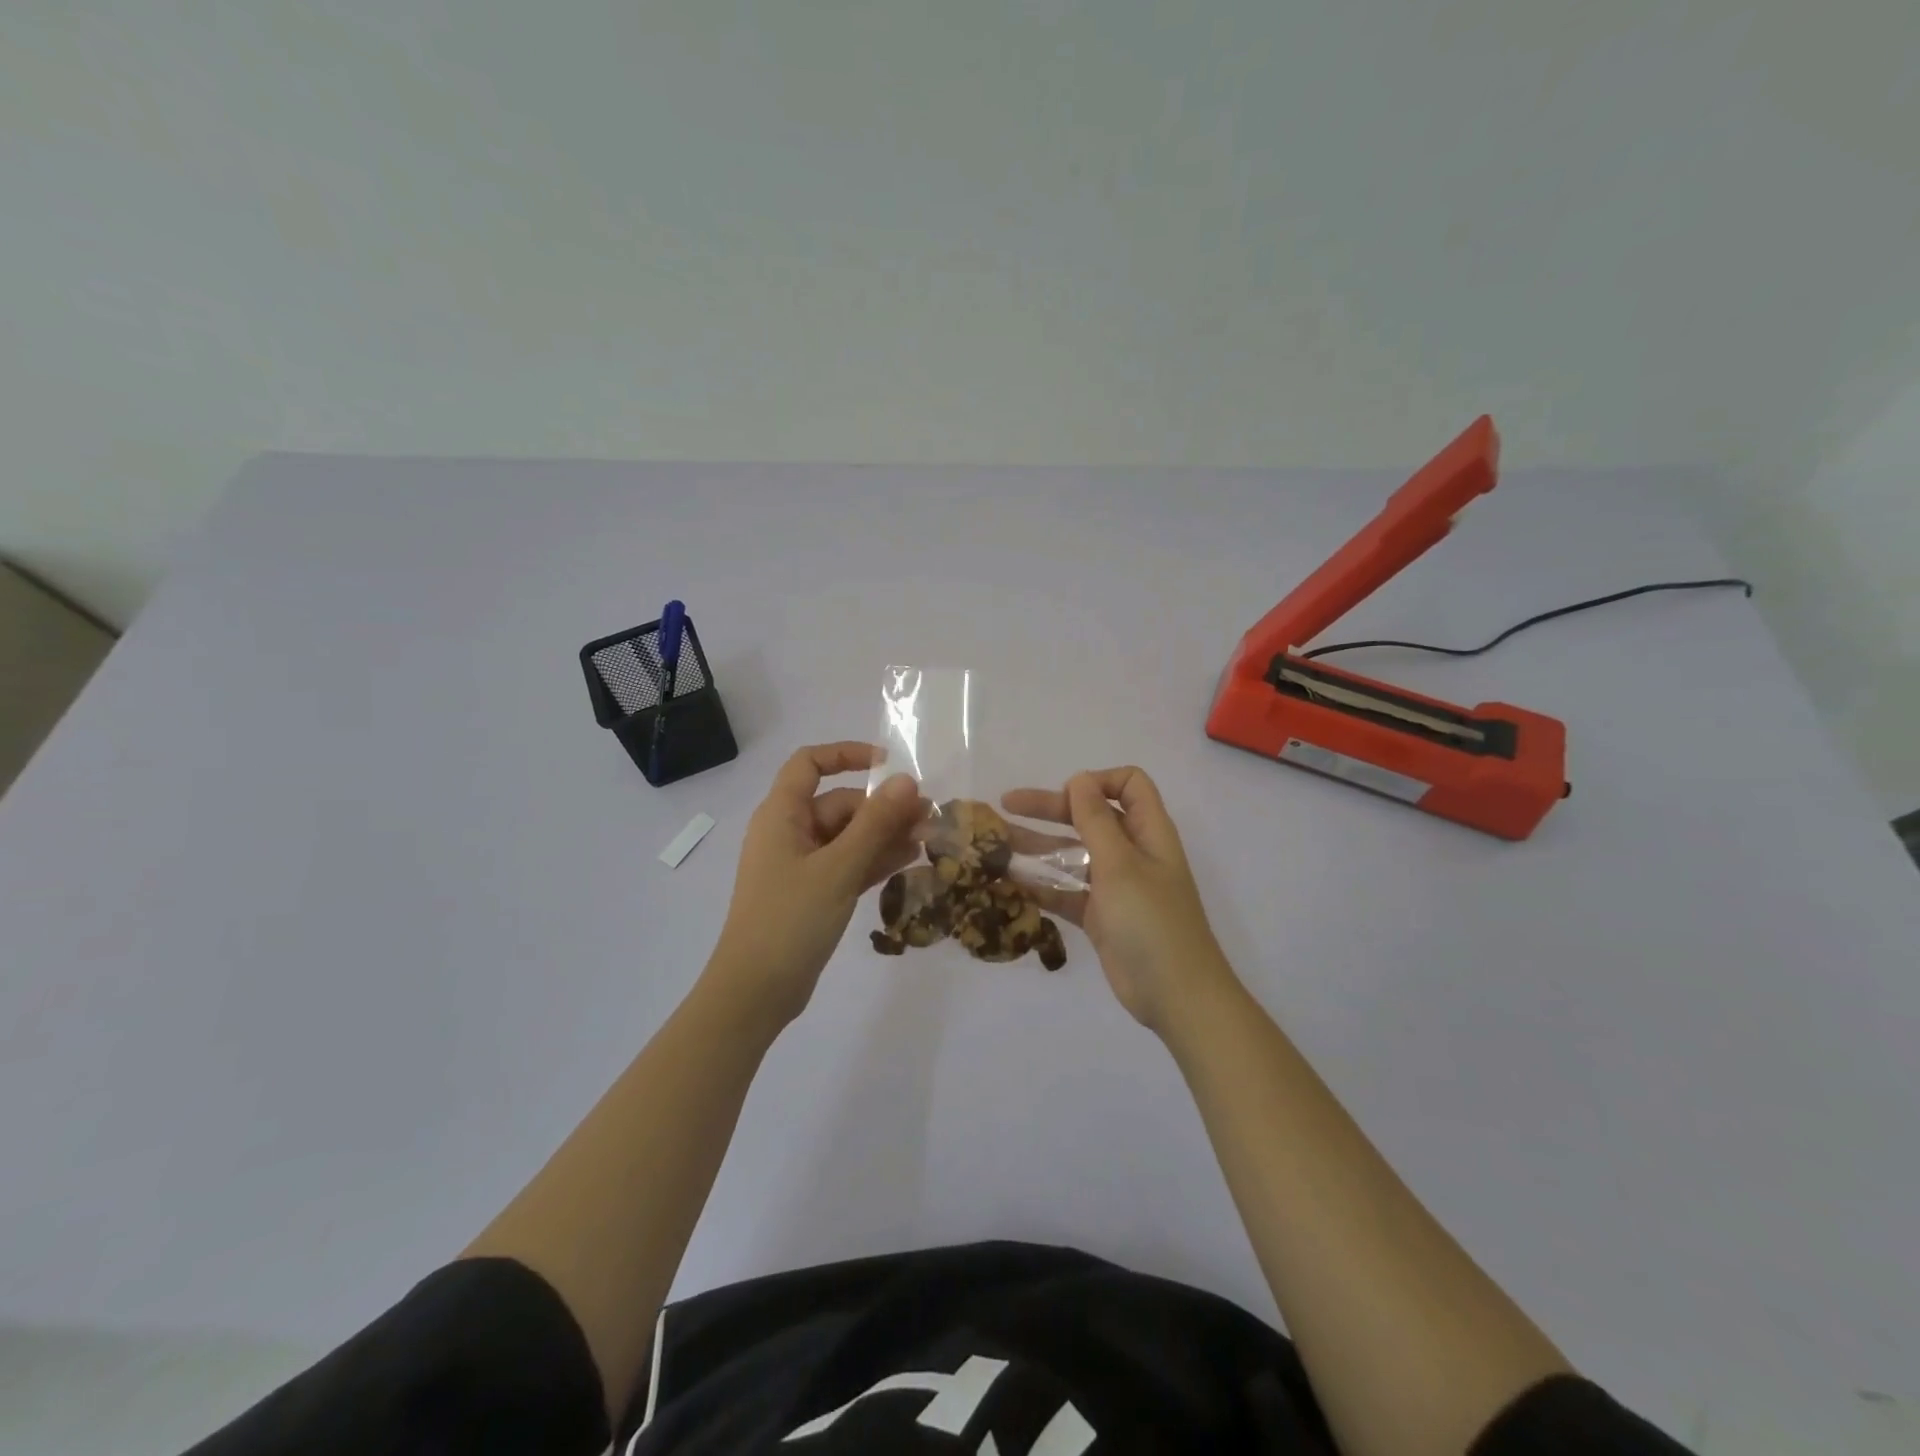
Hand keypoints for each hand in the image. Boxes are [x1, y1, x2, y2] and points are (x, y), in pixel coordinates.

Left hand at [709, 742, 926, 1026]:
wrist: (755, 992)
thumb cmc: (790, 920)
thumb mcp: (839, 868)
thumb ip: (875, 823)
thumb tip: (908, 781)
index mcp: (782, 815)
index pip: (810, 763)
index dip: (847, 755)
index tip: (889, 765)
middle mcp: (789, 832)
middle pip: (839, 803)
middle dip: (883, 808)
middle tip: (928, 819)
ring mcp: (800, 865)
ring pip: (848, 836)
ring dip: (885, 835)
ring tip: (928, 839)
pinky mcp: (812, 893)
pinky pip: (847, 864)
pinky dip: (873, 860)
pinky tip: (909, 861)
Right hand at [1003, 767, 1233, 1035]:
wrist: (1176, 995)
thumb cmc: (1151, 921)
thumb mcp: (1120, 865)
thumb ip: (1096, 820)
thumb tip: (1079, 779)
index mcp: (1147, 831)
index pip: (1128, 785)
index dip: (1097, 782)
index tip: (1065, 795)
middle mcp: (1132, 852)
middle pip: (1089, 816)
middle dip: (1049, 808)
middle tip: (1005, 806)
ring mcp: (1115, 885)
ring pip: (1073, 854)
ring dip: (1037, 848)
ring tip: (996, 847)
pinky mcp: (1100, 915)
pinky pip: (1067, 891)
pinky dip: (1042, 885)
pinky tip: (1009, 885)